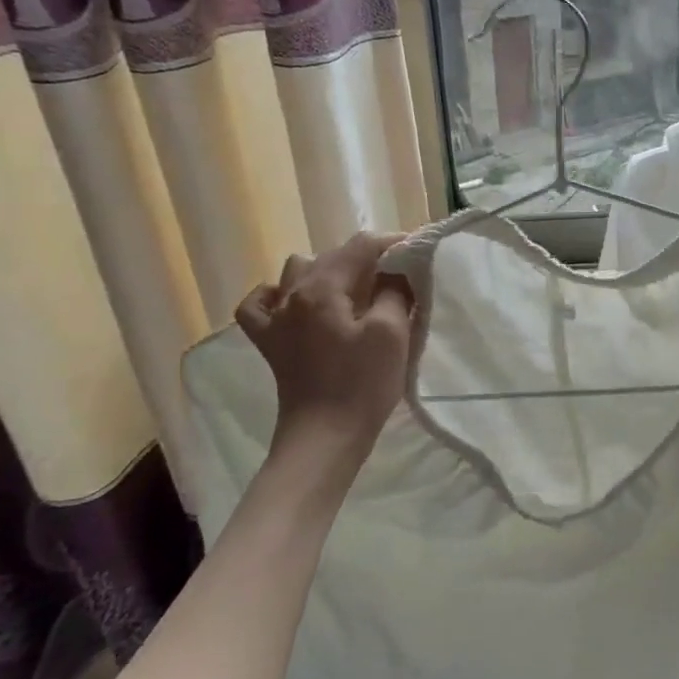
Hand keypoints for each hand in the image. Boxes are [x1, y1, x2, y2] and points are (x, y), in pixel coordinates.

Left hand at [235, 232, 413, 459]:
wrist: (325, 437)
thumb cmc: (362, 384)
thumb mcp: (391, 333)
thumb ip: (394, 292)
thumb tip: (395, 273)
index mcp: (321, 288)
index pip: (359, 246)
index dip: (392, 242)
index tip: (418, 250)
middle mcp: (291, 295)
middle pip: (330, 256)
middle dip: (365, 258)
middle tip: (398, 275)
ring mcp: (274, 319)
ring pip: (296, 272)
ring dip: (327, 272)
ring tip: (354, 290)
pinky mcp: (270, 343)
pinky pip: (260, 305)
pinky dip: (277, 295)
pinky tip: (293, 302)